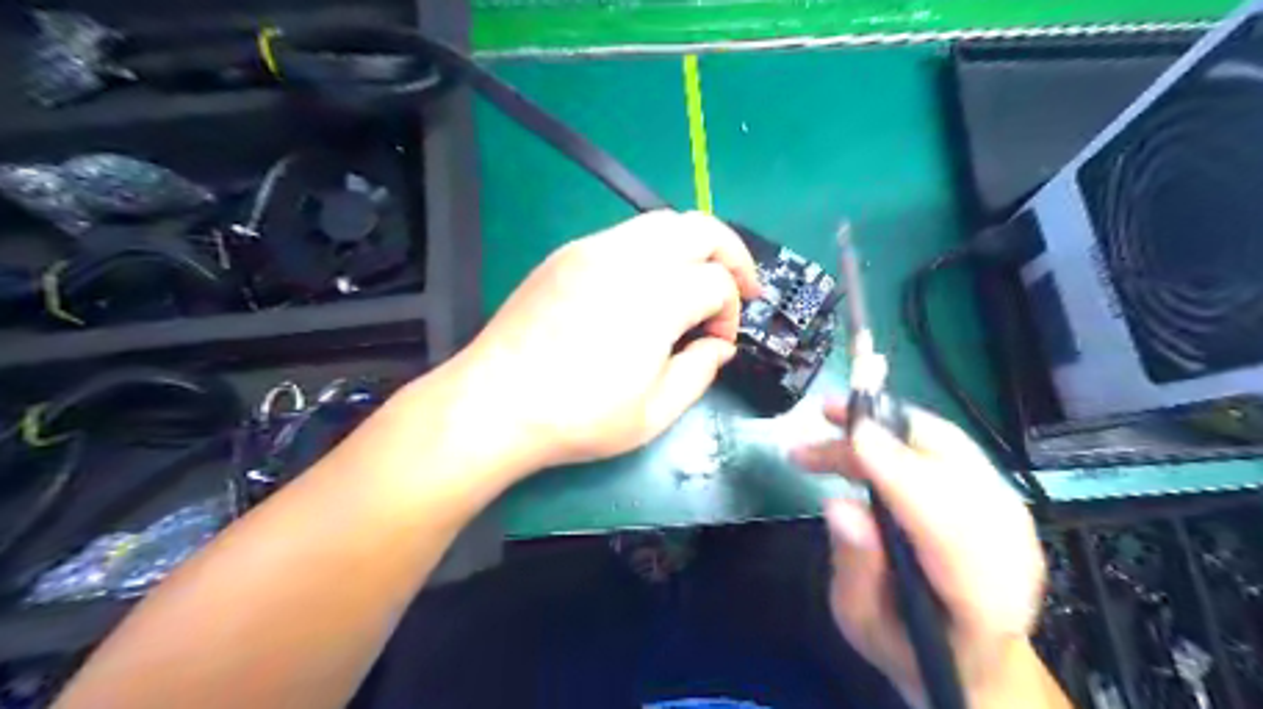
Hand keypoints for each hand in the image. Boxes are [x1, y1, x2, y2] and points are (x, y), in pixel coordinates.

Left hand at [455, 208, 758, 477]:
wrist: (495, 403)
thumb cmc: (578, 417)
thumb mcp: (653, 414)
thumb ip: (699, 372)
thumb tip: (720, 346)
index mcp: (658, 297)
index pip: (718, 284)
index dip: (731, 313)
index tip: (718, 344)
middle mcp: (629, 258)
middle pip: (701, 228)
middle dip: (732, 254)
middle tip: (741, 287)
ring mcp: (593, 249)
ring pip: (662, 223)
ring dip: (692, 247)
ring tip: (697, 282)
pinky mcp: (566, 254)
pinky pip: (626, 235)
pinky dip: (654, 250)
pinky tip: (647, 285)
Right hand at [787, 402, 1045, 706]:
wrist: (972, 660)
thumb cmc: (910, 649)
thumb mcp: (864, 624)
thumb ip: (856, 569)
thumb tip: (838, 505)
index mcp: (981, 601)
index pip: (947, 526)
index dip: (902, 474)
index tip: (853, 438)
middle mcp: (1010, 549)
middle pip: (956, 469)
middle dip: (887, 431)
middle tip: (825, 414)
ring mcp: (1009, 518)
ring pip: (951, 448)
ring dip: (887, 424)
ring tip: (831, 417)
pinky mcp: (996, 496)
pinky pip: (948, 448)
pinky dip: (900, 432)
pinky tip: (863, 432)